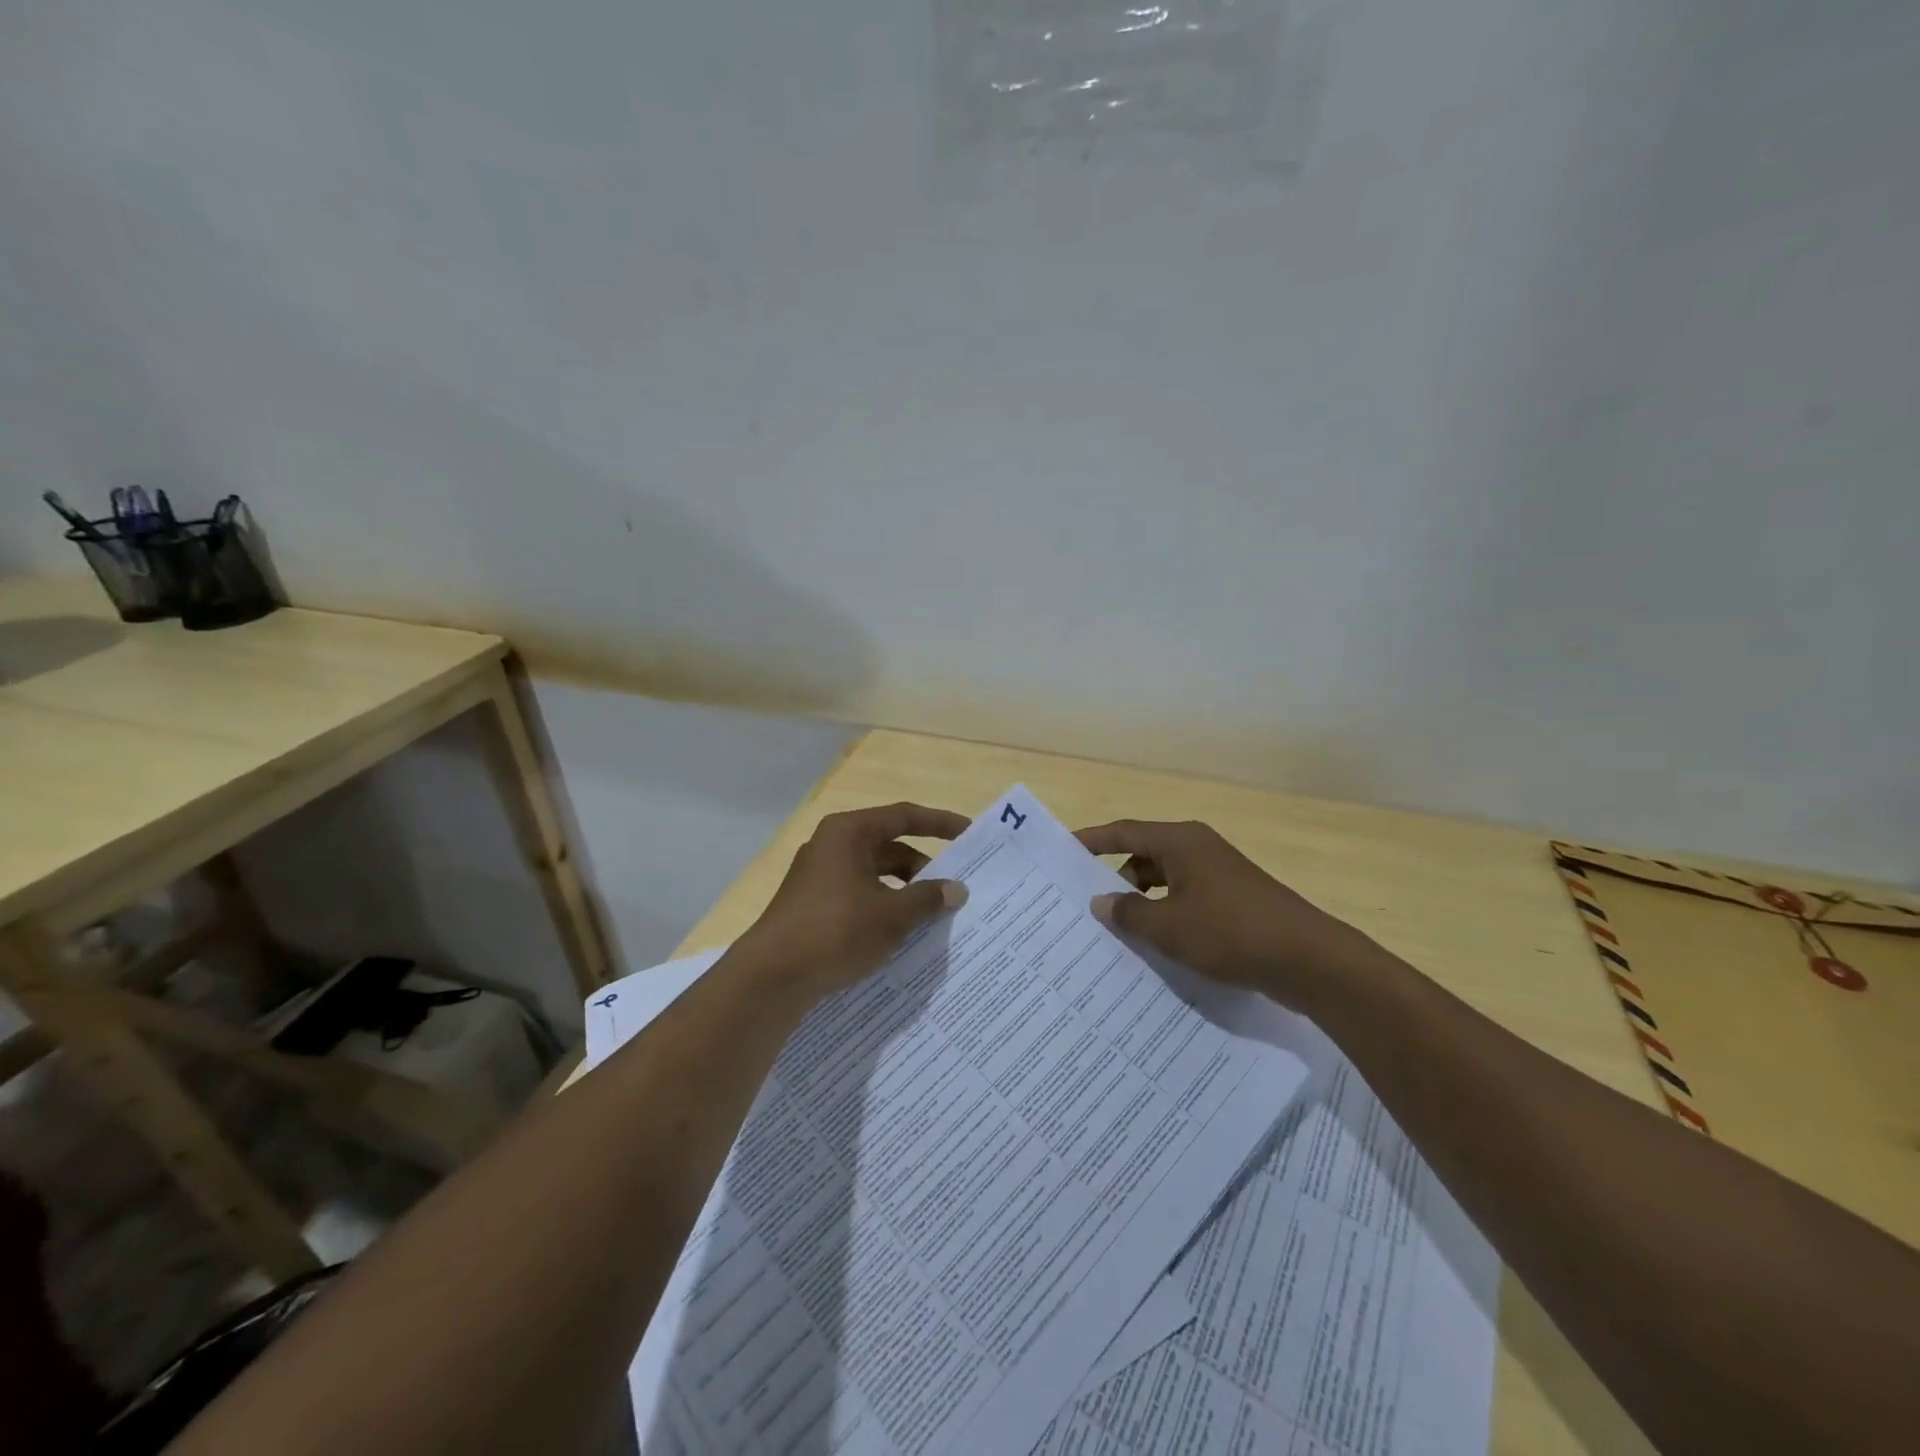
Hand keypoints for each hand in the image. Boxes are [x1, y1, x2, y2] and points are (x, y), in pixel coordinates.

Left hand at [739, 802, 970, 998]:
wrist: (771, 976)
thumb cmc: (836, 930)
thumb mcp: (892, 915)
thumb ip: (928, 898)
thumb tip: (957, 889)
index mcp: (849, 832)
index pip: (904, 817)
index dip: (940, 824)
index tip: (969, 834)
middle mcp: (832, 845)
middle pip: (890, 847)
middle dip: (924, 868)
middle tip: (954, 890)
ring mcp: (819, 875)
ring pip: (875, 874)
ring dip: (904, 891)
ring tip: (932, 917)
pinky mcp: (812, 903)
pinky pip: (859, 895)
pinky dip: (883, 906)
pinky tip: (900, 933)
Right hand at [1074, 818, 1373, 1008]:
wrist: (1309, 960)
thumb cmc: (1230, 932)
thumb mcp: (1169, 927)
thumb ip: (1129, 913)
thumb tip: (1101, 902)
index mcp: (1180, 841)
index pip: (1124, 832)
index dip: (1092, 840)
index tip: (1062, 850)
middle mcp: (1198, 849)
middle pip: (1143, 855)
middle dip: (1116, 879)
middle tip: (1087, 906)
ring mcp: (1218, 874)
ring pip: (1165, 880)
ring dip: (1143, 902)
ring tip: (1119, 933)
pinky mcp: (1233, 899)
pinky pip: (1186, 899)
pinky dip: (1167, 914)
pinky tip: (1158, 945)